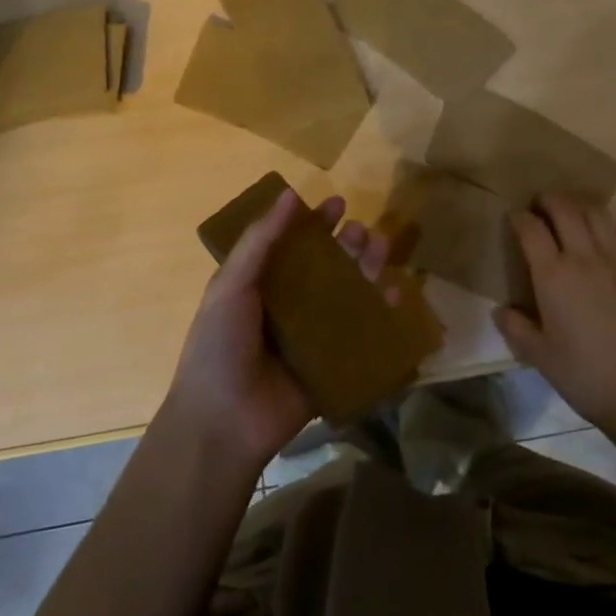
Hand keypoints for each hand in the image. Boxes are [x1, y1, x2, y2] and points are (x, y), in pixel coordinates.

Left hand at [165, 188, 391, 473]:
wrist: (224, 421)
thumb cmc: (220, 345)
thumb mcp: (231, 285)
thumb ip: (260, 240)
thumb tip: (290, 193)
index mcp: (262, 285)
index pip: (294, 244)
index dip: (314, 223)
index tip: (337, 204)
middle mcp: (290, 305)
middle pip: (328, 266)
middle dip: (348, 244)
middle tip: (362, 232)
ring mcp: (314, 335)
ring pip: (349, 293)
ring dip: (367, 268)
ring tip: (381, 250)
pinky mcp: (335, 362)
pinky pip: (363, 332)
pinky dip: (382, 311)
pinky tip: (396, 293)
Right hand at [494, 193, 615, 438]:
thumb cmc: (583, 374)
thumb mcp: (538, 355)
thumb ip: (515, 327)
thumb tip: (500, 309)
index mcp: (553, 275)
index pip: (531, 229)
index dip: (519, 217)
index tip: (514, 218)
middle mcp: (584, 257)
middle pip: (565, 209)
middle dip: (549, 200)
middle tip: (541, 205)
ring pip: (598, 214)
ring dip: (581, 208)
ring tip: (574, 216)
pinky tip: (613, 239)